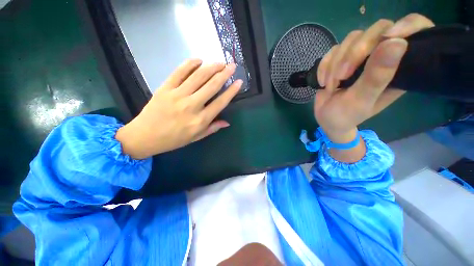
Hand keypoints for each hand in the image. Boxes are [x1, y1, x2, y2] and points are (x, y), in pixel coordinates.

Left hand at [116, 59, 241, 158]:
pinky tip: (199, 60)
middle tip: (232, 66)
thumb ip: (212, 128)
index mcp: (200, 120)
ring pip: (198, 76)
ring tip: (220, 62)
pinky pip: (179, 72)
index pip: (220, 102)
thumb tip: (227, 122)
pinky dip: (190, 64)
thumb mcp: (196, 137)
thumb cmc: (174, 139)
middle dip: (224, 74)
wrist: (145, 136)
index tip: (239, 82)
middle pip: (212, 86)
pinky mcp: (165, 88)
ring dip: (211, 67)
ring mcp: (177, 95)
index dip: (231, 91)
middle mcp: (192, 106)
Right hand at [315, 13, 433, 143]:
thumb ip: (377, 76)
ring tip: (331, 86)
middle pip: (377, 31)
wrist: (326, 118)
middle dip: (354, 53)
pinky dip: (324, 67)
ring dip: (335, 64)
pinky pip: (333, 50)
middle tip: (342, 76)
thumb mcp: (361, 100)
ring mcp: (362, 56)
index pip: (415, 32)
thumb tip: (397, 42)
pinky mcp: (343, 58)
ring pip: (352, 39)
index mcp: (399, 69)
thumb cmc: (346, 115)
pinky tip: (323, 82)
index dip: (407, 26)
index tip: (389, 37)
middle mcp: (383, 57)